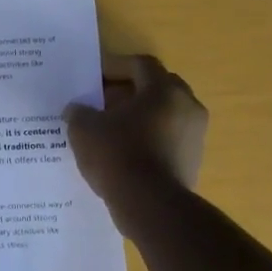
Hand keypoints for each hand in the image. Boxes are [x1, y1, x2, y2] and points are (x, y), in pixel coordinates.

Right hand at [64, 55, 207, 214]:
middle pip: (156, 87)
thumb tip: (77, 109)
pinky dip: (147, 139)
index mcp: (163, 90)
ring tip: (109, 129)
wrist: (150, 206)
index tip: (93, 77)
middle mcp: (187, 106)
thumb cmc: (117, 155)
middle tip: (101, 101)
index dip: (114, 66)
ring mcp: (194, 135)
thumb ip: (78, 112)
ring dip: (138, 116)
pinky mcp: (193, 161)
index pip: (140, 64)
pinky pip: (166, 139)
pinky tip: (123, 153)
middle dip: (128, 91)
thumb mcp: (83, 129)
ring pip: (163, 115)